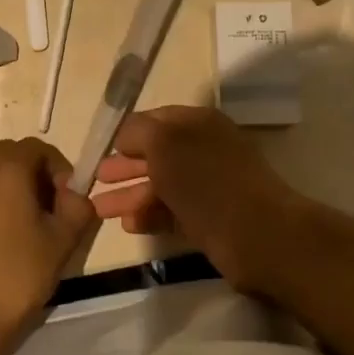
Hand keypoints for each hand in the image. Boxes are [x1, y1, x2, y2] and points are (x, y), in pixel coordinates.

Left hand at [0, 138, 100, 353]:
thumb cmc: (14, 275)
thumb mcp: (62, 241)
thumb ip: (78, 207)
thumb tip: (75, 195)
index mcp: (5, 165)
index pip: (41, 149)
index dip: (61, 172)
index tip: (68, 204)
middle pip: (14, 157)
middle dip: (37, 178)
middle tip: (50, 216)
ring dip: (12, 189)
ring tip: (23, 229)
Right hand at [90, 107, 309, 295]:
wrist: (259, 235)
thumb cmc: (206, 180)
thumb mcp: (164, 143)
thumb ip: (138, 132)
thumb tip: (125, 138)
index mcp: (197, 123)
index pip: (154, 120)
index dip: (126, 134)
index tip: (100, 149)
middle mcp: (203, 149)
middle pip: (155, 154)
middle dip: (123, 166)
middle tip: (94, 181)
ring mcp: (208, 185)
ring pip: (160, 185)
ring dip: (130, 195)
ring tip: (99, 210)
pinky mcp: (210, 218)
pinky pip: (172, 211)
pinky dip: (149, 215)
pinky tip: (129, 225)